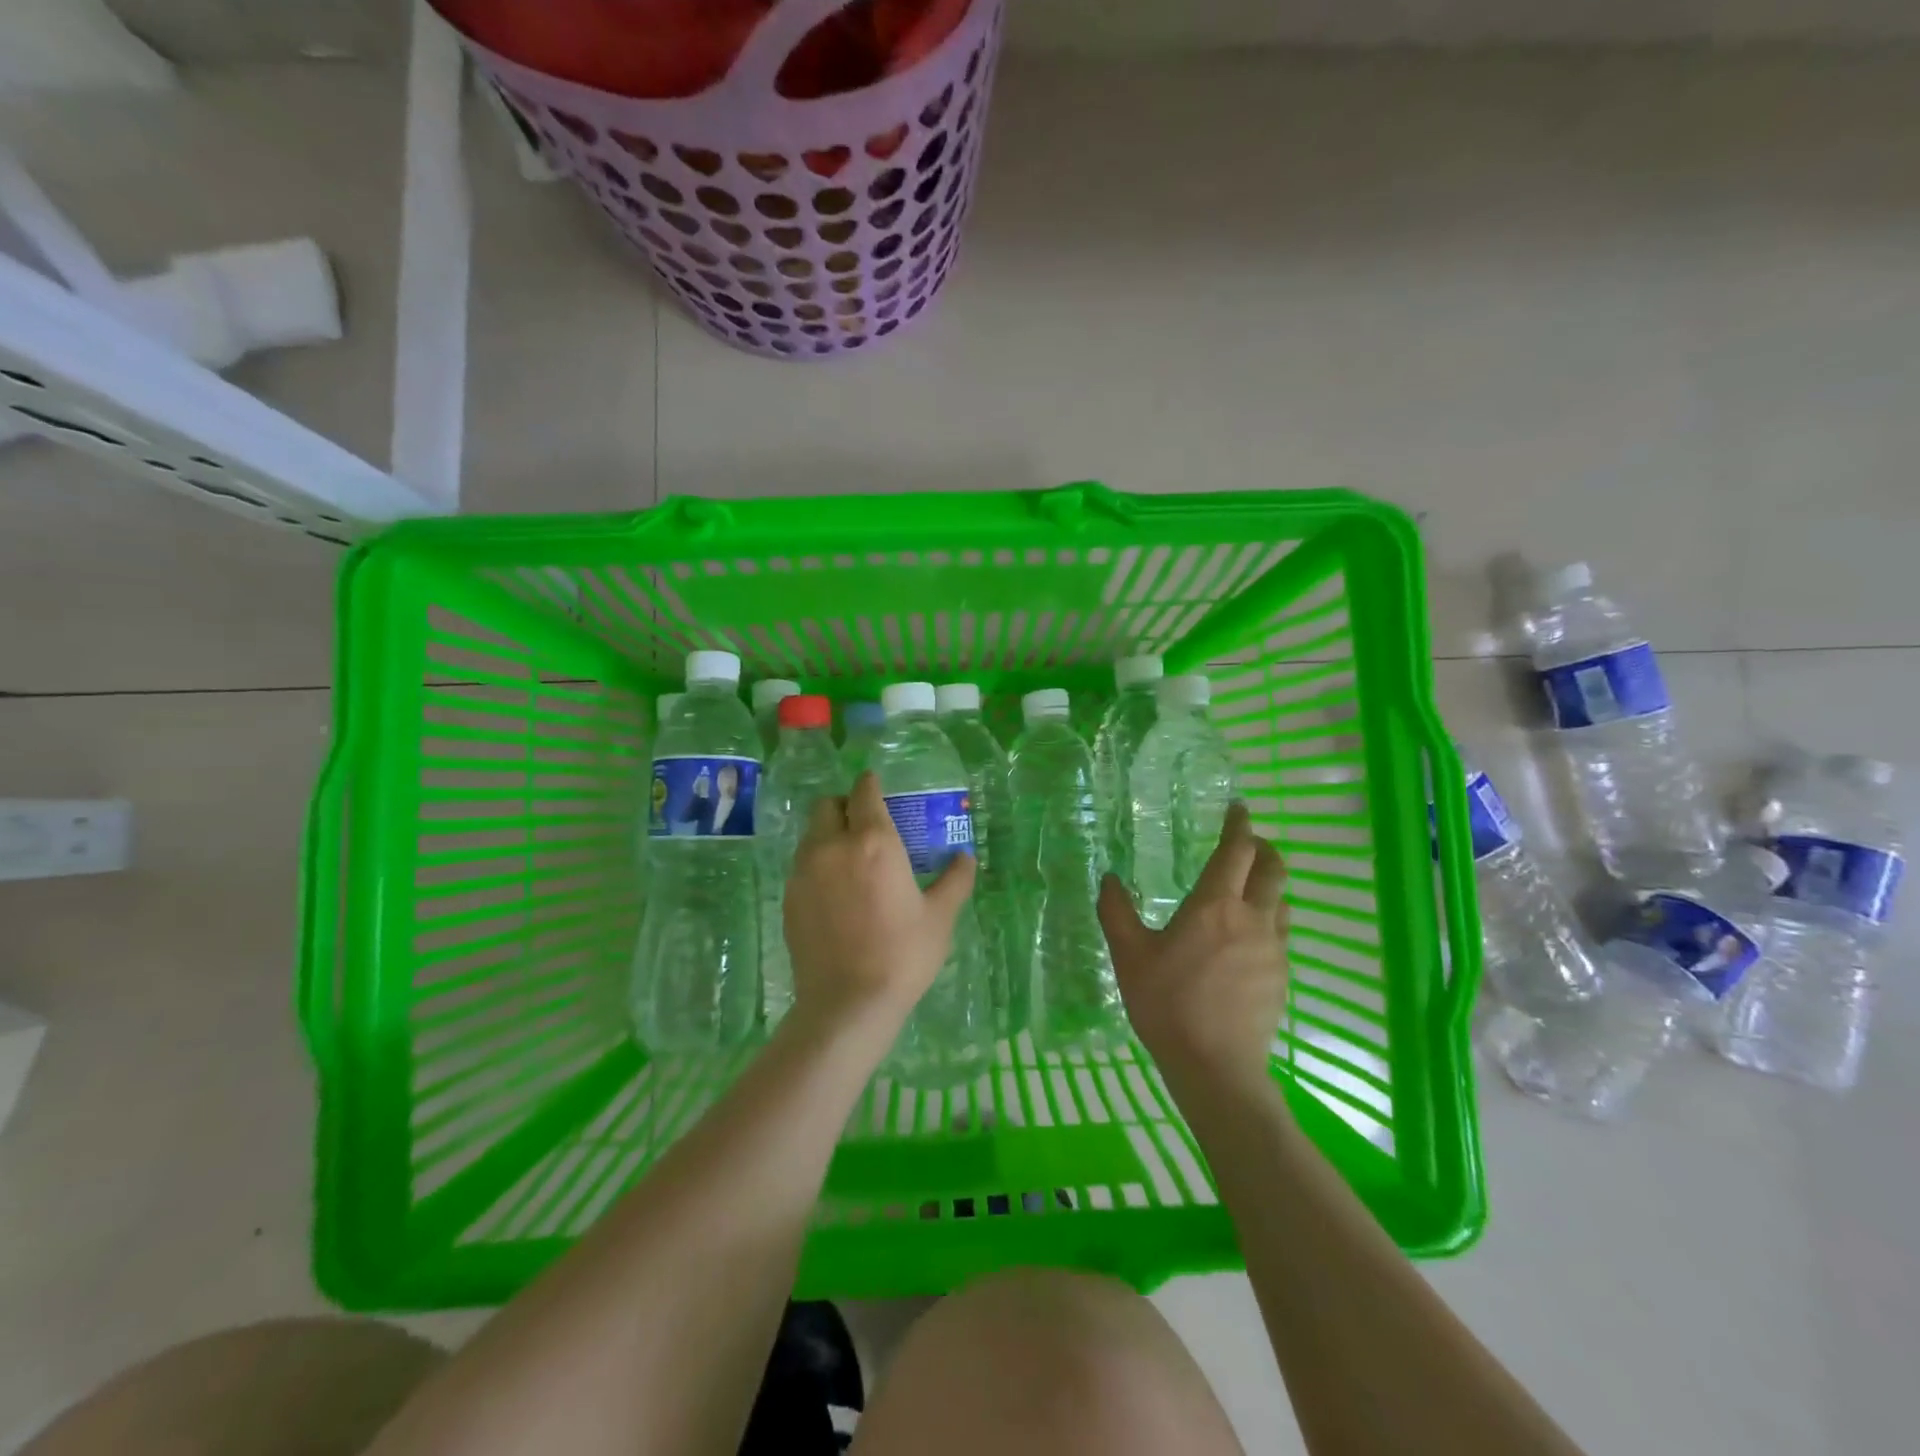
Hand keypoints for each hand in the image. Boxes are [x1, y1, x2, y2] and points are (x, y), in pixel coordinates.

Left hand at [784, 771, 976, 1055]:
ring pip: (811, 835)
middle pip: (828, 805)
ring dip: (828, 835)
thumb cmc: (902, 955)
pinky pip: (801, 865)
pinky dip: (817, 865)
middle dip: (844, 806)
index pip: (864, 792)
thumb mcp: (940, 917)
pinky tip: (835, 894)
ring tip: (850, 861)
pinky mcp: (788, 898)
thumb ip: (955, 880)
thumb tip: (965, 857)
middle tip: (864, 825)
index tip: (877, 787)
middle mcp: (832, 846)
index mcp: (873, 842)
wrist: (847, 1004)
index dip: (870, 784)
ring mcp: (803, 872)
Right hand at [1098, 803, 1288, 1096]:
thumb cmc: (1168, 1003)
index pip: (1236, 850)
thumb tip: (1108, 879)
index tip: (1238, 808)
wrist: (1216, 1066)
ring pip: (1281, 901)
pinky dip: (1269, 919)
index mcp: (1214, 906)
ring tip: (1249, 888)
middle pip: (1273, 869)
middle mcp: (1252, 918)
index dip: (1239, 824)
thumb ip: (1116, 911)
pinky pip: (1281, 934)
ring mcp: (1273, 949)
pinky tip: (1248, 939)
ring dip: (1269, 884)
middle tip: (1248, 842)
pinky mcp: (1282, 977)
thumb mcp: (1130, 955)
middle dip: (1264, 848)